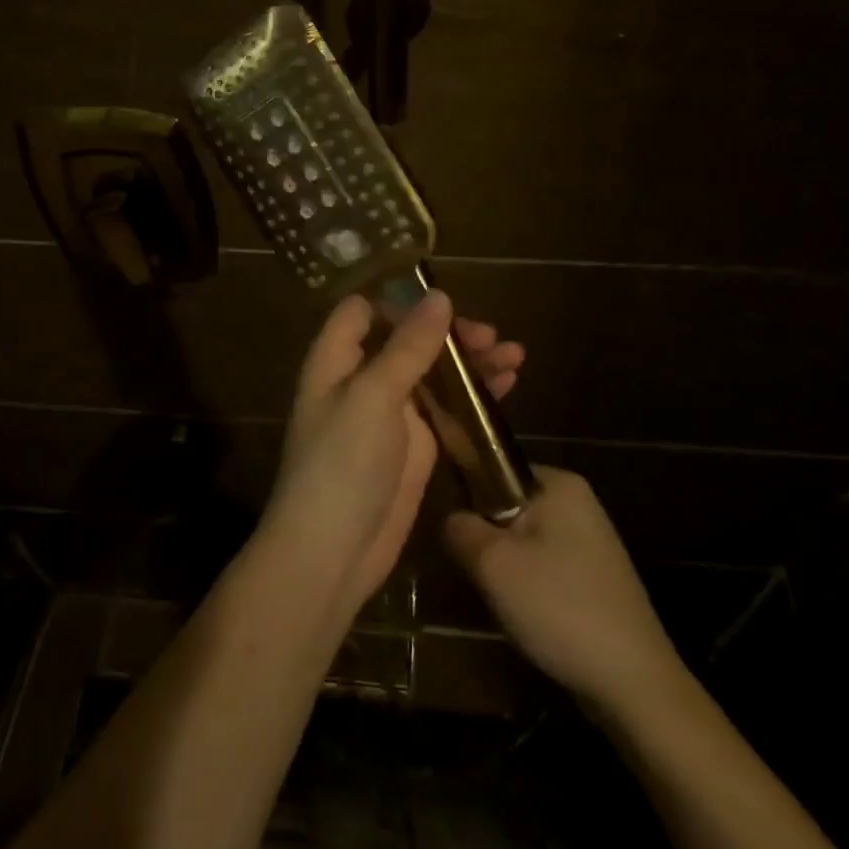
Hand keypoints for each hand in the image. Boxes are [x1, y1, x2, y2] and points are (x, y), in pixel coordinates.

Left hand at [265, 291, 525, 608]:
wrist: (333, 552)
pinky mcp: (416, 445)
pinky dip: (475, 395)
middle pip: (406, 339)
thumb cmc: (342, 464)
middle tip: (490, 336)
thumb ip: (407, 346)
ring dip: (470, 361)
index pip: (362, 311)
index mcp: (336, 360)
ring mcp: (391, 414)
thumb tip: (438, 296)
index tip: (442, 298)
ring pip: (433, 373)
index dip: (398, 299)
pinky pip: (447, 408)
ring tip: (515, 355)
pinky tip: (508, 384)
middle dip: (448, 332)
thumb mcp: (373, 396)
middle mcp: (361, 380)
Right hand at [444, 467, 681, 715]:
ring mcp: (590, 541)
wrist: (633, 684)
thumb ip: (460, 528)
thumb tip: (451, 519)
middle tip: (478, 574)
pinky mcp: (595, 578)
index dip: (469, 498)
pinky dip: (529, 588)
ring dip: (506, 569)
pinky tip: (526, 617)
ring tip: (500, 600)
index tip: (458, 536)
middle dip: (488, 540)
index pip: (495, 469)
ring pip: (523, 542)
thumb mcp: (492, 564)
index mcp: (560, 483)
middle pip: (508, 508)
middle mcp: (579, 502)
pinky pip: (544, 568)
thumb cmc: (559, 607)